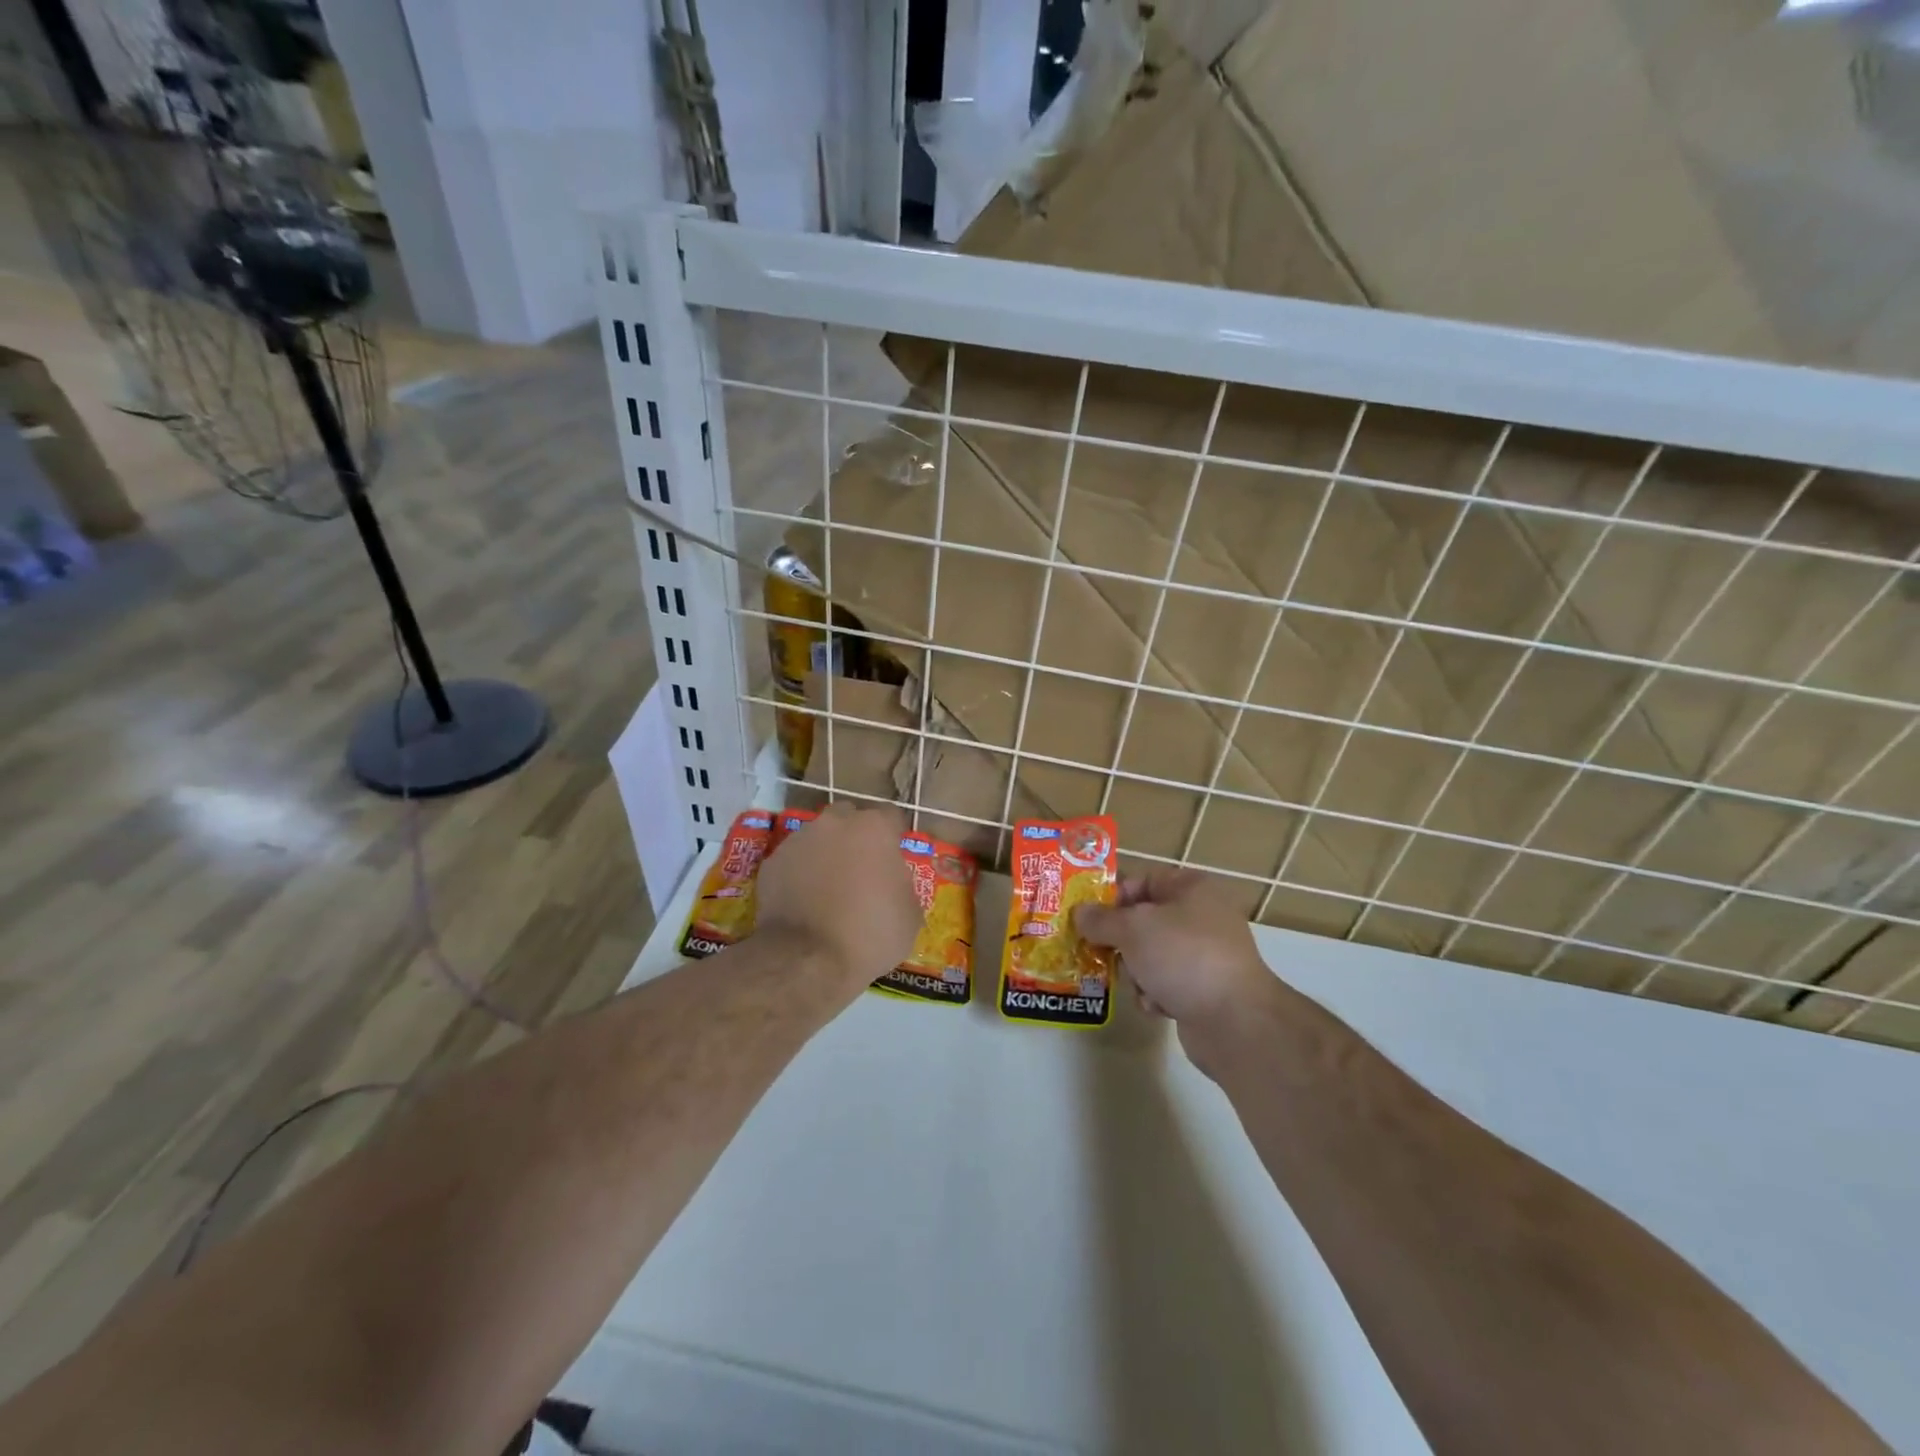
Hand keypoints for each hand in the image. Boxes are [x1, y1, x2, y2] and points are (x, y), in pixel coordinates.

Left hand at [756, 802, 918, 994]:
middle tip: (862, 870)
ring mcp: (798, 841)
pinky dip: (801, 874)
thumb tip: (892, 881)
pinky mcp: (772, 863)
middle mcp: (834, 823)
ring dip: (827, 854)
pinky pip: (794, 862)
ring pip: (818, 838)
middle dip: (857, 838)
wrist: (806, 960)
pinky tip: (805, 902)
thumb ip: (903, 884)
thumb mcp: (910, 914)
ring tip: (829, 889)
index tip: (895, 859)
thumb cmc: (870, 934)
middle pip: (850, 819)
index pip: (892, 817)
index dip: (895, 838)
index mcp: (873, 829)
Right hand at [1074, 867, 1274, 1038]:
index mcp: (1191, 888)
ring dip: (1137, 973)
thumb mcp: (1133, 929)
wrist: (1235, 1022)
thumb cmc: (1183, 957)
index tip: (1087, 919)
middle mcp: (1202, 916)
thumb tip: (1080, 913)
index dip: (1112, 898)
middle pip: (1143, 921)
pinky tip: (1158, 1006)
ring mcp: (1206, 954)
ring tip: (1139, 985)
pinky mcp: (1205, 989)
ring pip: (1151, 955)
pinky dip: (1156, 994)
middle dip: (1121, 942)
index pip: (1141, 881)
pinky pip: (1166, 983)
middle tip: (1102, 955)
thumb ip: (1101, 919)